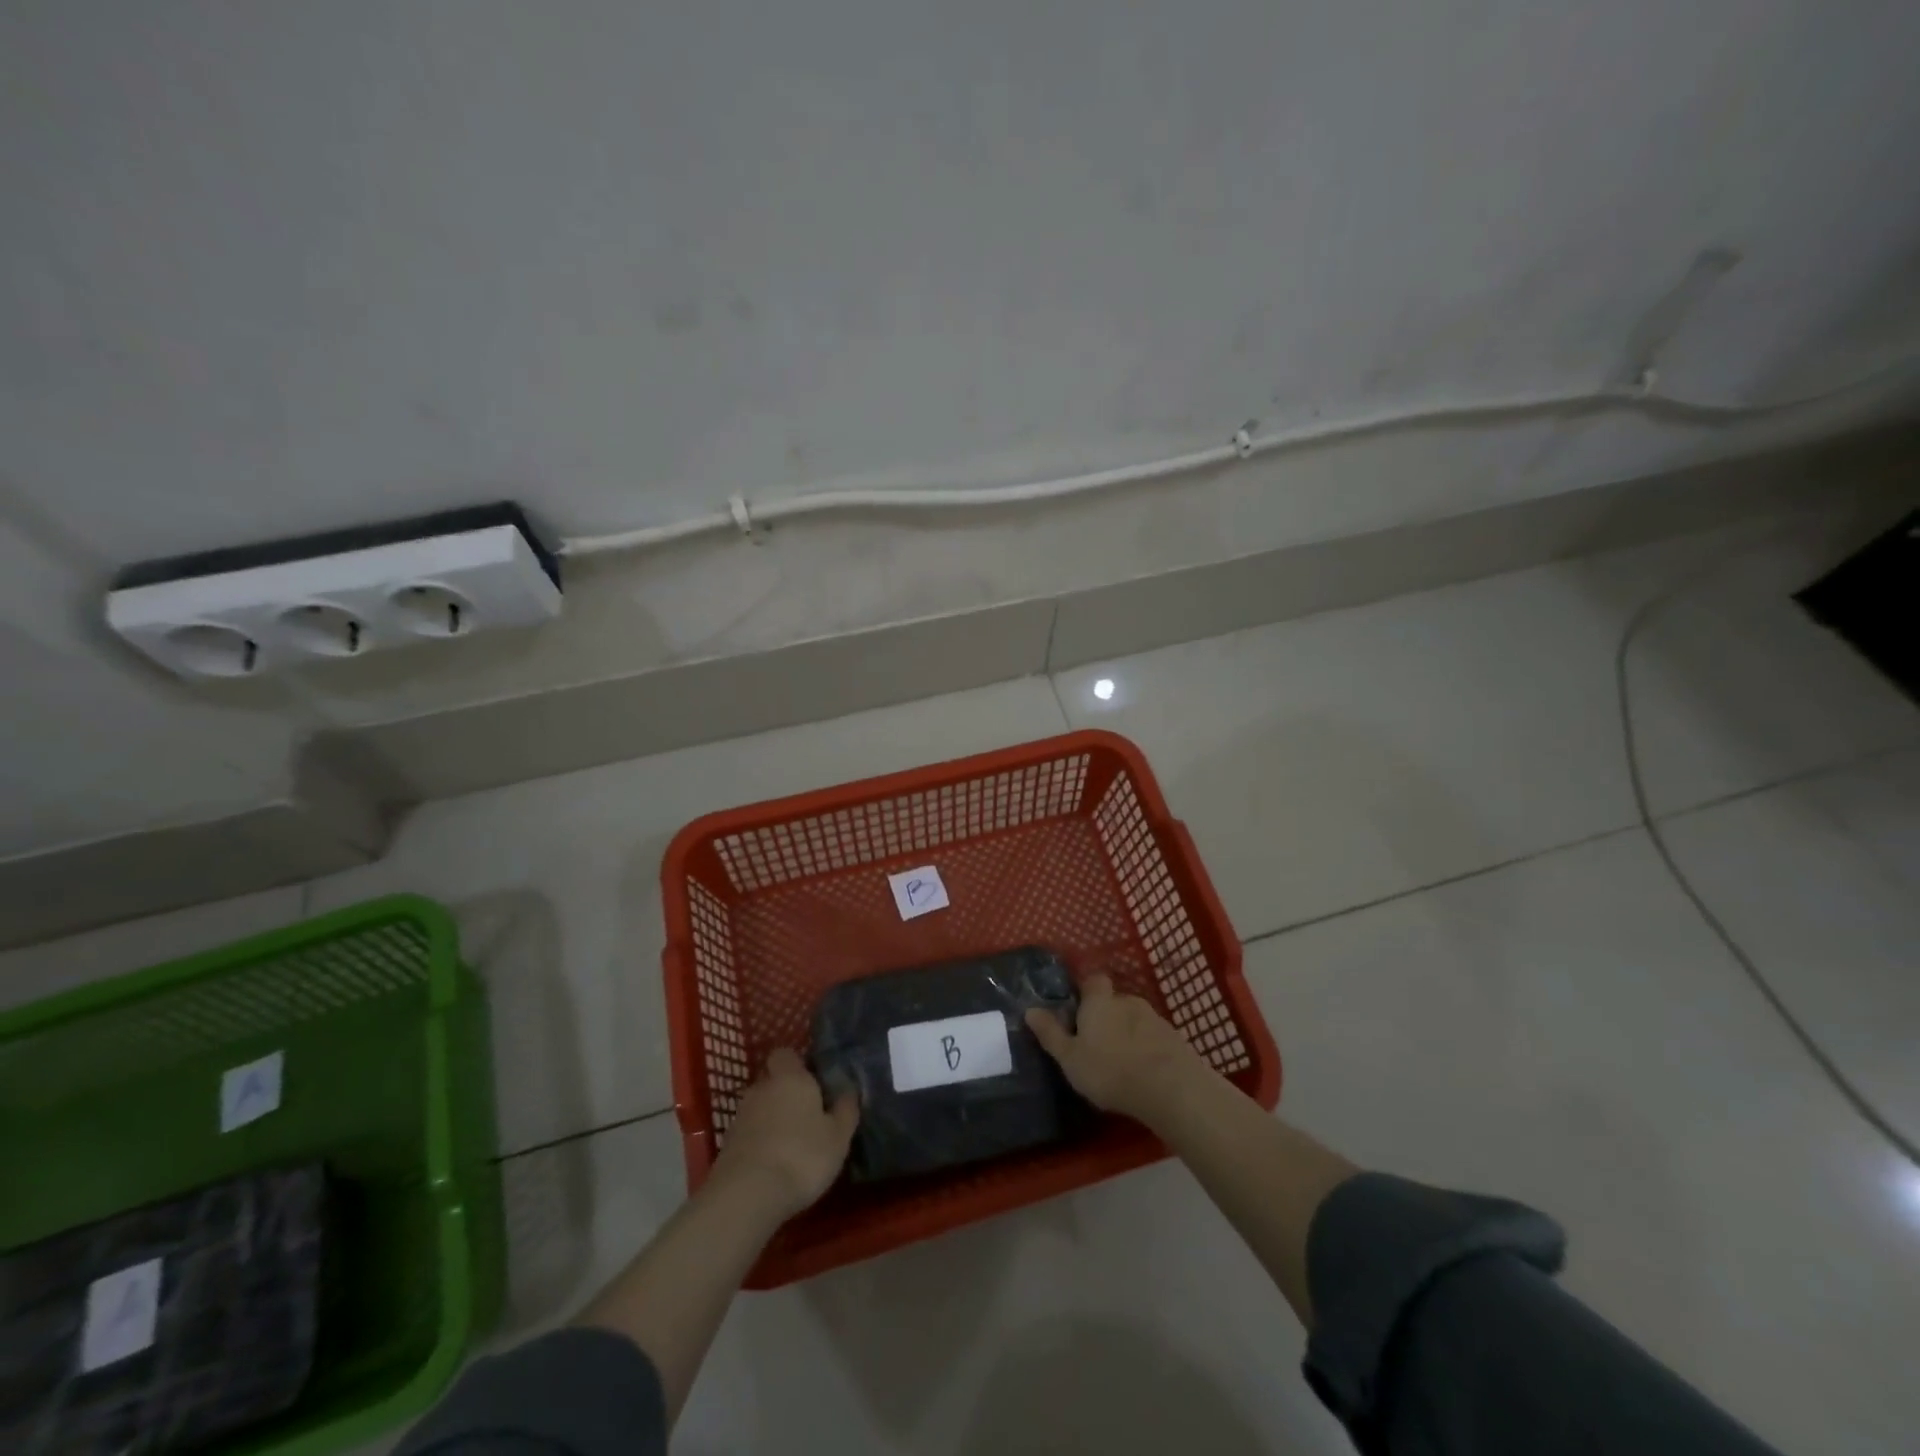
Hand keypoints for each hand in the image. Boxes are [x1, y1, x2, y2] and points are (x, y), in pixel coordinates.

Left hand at [710, 1048, 858, 1218]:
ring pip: (760, 1109)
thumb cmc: (802, 1156)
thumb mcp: (838, 1136)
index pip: (786, 1054)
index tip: (814, 1082)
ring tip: (791, 1146)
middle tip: (808, 1118)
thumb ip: (846, 1109)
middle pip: (773, 1082)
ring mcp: (740, 1117)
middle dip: (786, 1095)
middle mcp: (762, 1088)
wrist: (746, 1196)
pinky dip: (759, 1143)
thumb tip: (850, 1089)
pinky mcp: (726, 1145)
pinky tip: (773, 1165)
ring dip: (772, 1120)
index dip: (798, 1064)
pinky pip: (749, 1134)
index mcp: (791, 1078)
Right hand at [1025, 973, 1208, 1123]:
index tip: (1077, 1010)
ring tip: (1120, 1062)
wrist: (1171, 1088)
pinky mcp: (1175, 1039)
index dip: (1086, 990)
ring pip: (1135, 1020)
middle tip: (1096, 1043)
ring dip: (1127, 1033)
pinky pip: (1154, 1038)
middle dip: (1106, 1016)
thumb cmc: (1110, 1070)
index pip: (1093, 980)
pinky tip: (1143, 1072)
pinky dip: (1147, 1048)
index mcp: (1099, 1001)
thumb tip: (1029, 1010)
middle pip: (1114, 1000)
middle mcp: (1127, 1001)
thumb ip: (1051, 1034)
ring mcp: (1155, 1018)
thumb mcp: (1070, 1058)